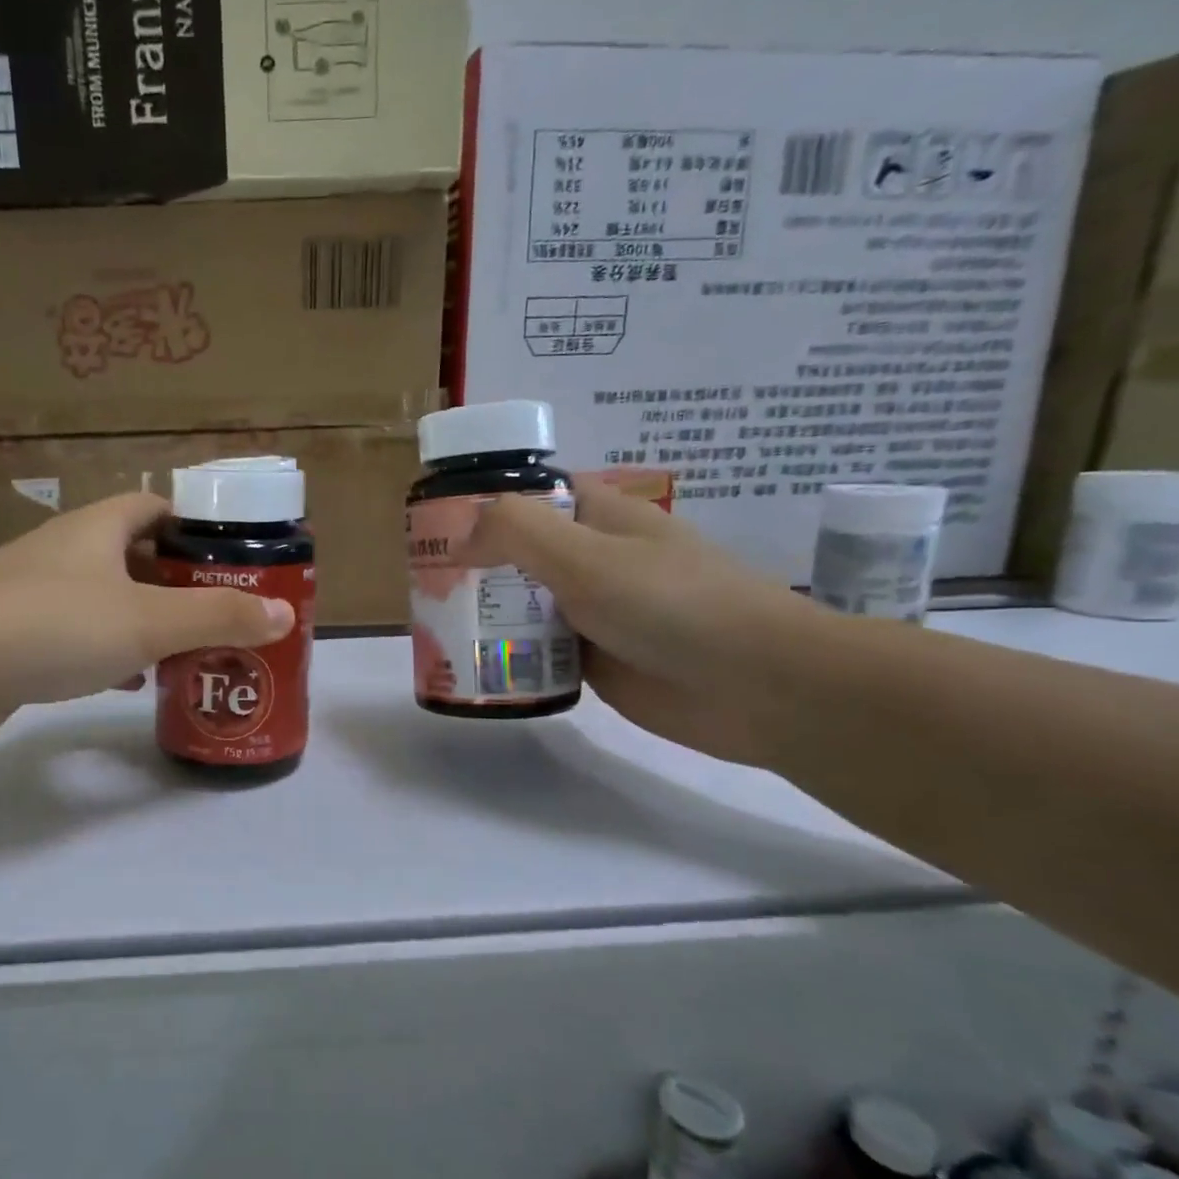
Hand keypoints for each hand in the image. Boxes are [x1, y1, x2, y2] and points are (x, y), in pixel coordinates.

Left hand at [0, 494, 295, 747]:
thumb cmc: (54, 626)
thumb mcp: (148, 621)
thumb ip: (219, 617)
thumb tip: (285, 614)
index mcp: (97, 528)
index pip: (155, 509)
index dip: (195, 528)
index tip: (230, 559)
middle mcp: (65, 551)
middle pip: (134, 556)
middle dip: (178, 584)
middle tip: (220, 614)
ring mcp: (34, 593)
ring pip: (106, 599)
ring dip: (145, 621)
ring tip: (186, 650)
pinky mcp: (14, 636)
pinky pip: (76, 635)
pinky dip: (108, 652)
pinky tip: (128, 681)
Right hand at [463, 481, 821, 764]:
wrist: (757, 686)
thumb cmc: (671, 603)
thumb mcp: (585, 555)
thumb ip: (515, 532)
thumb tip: (461, 537)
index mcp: (596, 515)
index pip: (528, 492)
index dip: (482, 499)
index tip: (433, 522)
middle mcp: (591, 557)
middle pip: (516, 550)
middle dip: (471, 563)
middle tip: (421, 583)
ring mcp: (593, 609)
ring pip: (523, 602)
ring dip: (484, 612)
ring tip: (431, 624)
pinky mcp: (594, 657)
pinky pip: (537, 648)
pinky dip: (507, 653)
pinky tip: (470, 664)